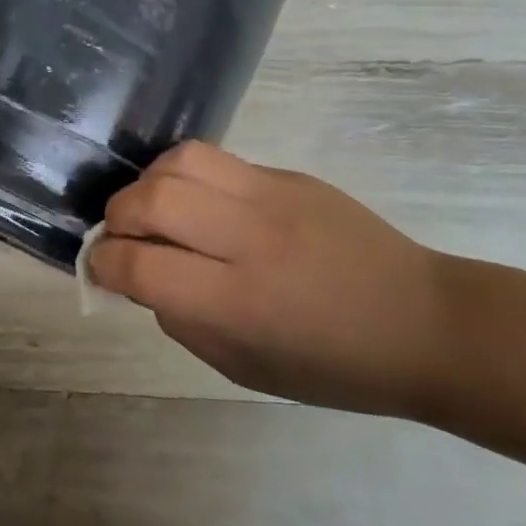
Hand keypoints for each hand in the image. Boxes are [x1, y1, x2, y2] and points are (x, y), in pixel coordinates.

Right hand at [88, 142, 447, 415]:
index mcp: (236, 302)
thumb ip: (181, 320)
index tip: (100, 269)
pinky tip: (198, 201)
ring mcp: (271, 196)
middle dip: (117, 217)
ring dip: (148, 184)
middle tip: (122, 236)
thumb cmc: (334, 365)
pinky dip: (186, 176)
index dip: (104, 264)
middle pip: (152, 199)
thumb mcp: (243, 367)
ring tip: (155, 209)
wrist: (424, 322)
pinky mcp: (288, 175)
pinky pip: (216, 158)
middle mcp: (249, 239)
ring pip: (180, 161)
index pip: (139, 264)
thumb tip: (142, 276)